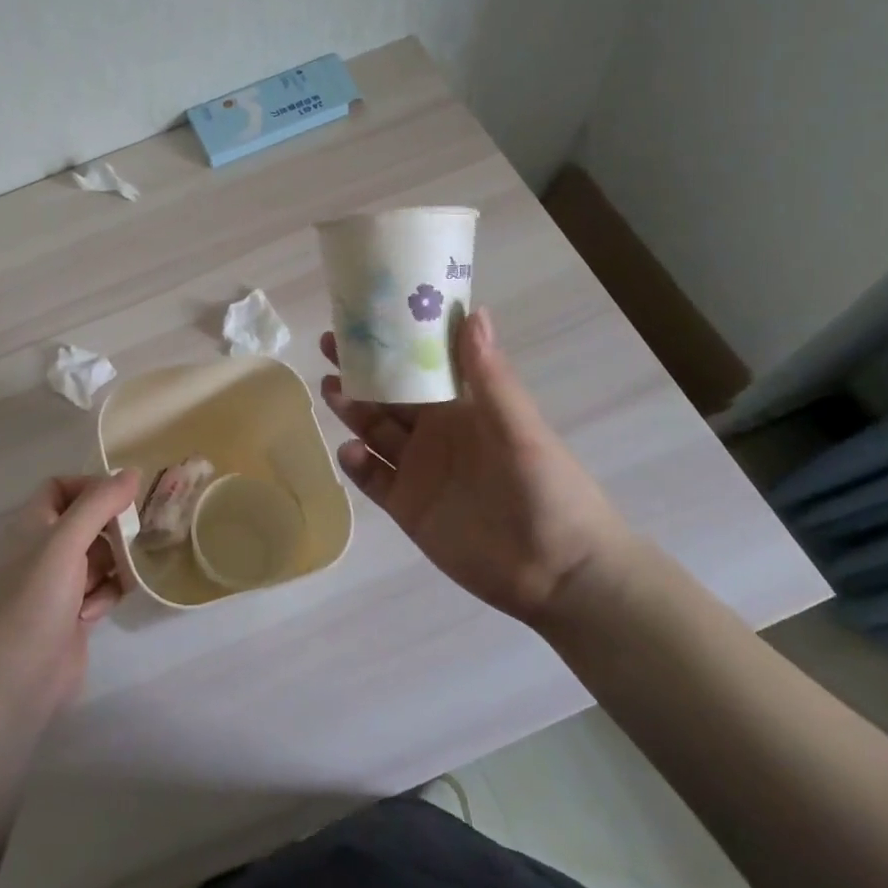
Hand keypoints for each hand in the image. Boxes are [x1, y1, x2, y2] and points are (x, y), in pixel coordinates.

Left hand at [0, 471, 141, 732]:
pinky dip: (107, 593)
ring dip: (114, 563)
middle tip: (136, 535)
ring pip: (99, 556)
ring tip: (123, 576)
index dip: (90, 486)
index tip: (121, 497)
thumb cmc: (35, 600)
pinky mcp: (73, 614)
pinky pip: (102, 588)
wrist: (15, 681)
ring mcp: (58, 584)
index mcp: (33, 524)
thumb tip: (132, 472)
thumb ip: (99, 503)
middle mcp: (44, 549)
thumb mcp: (66, 541)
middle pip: (86, 521)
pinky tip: (98, 610)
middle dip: (112, 527)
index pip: (61, 486)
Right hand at [321, 308, 631, 628]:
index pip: (420, 364)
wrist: (558, 575)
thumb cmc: (549, 490)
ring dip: (351, 409)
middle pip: (388, 394)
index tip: (364, 315)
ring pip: (374, 431)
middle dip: (359, 370)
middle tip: (328, 347)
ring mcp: (418, 470)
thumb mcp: (521, 429)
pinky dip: (356, 464)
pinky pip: (372, 480)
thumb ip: (490, 377)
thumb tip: (473, 311)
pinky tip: (350, 452)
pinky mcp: (407, 507)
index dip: (393, 341)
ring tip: (329, 389)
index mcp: (463, 408)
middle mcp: (435, 432)